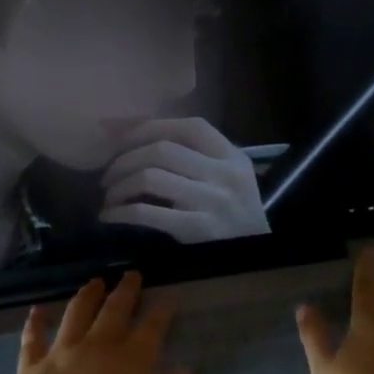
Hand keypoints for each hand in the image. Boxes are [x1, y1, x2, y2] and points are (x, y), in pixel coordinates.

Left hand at [5, 272, 191, 373]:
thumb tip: (184, 373)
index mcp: (131, 364)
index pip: (151, 328)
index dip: (162, 310)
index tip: (168, 296)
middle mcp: (97, 349)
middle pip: (114, 311)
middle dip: (125, 291)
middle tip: (131, 274)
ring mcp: (61, 355)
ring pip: (75, 314)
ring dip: (87, 296)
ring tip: (94, 282)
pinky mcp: (30, 368)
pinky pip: (32, 338)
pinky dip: (35, 322)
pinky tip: (37, 310)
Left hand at [98, 118, 270, 242]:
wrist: (266, 245)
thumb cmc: (239, 206)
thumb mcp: (229, 171)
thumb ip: (195, 153)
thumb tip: (133, 133)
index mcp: (229, 155)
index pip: (185, 128)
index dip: (147, 127)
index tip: (119, 138)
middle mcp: (221, 174)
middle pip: (161, 150)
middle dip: (124, 159)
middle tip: (108, 174)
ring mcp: (209, 201)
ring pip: (150, 177)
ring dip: (119, 185)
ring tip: (109, 196)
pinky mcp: (196, 229)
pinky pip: (148, 213)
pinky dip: (121, 212)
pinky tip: (110, 216)